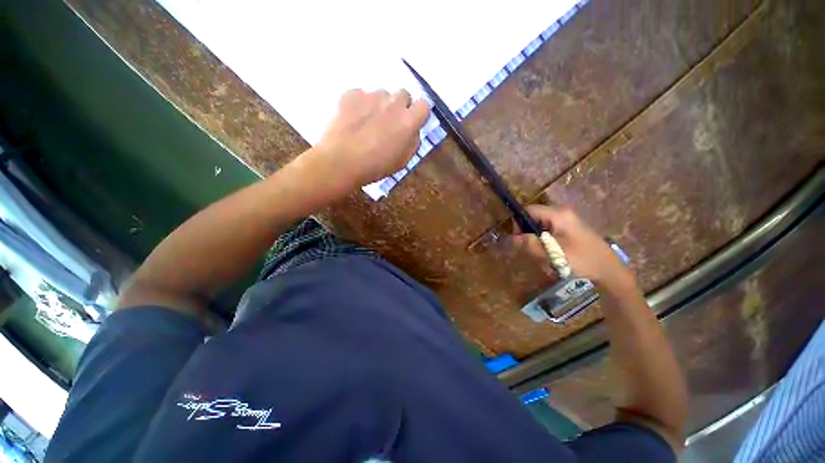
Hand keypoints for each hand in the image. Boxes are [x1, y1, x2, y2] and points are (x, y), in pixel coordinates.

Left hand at [310, 89, 429, 188]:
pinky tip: (353, 120)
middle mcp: (393, 103)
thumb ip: (412, 142)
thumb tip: (412, 131)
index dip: (418, 114)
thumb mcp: (402, 161)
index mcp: (408, 121)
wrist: (341, 162)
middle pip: (403, 94)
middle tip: (390, 123)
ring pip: (382, 95)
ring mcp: (371, 96)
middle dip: (400, 107)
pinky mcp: (351, 94)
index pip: (424, 105)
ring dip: (380, 105)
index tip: (412, 122)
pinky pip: (361, 95)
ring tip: (368, 124)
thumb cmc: (376, 167)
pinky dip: (360, 105)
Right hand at [512, 205, 634, 288]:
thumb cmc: (581, 260)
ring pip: (540, 226)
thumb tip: (510, 238)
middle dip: (528, 234)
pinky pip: (549, 232)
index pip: (528, 210)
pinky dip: (545, 242)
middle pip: (533, 218)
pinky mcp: (570, 229)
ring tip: (544, 255)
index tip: (518, 239)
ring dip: (537, 240)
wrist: (610, 270)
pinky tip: (552, 255)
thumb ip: (529, 244)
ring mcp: (567, 221)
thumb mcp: (551, 253)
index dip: (518, 223)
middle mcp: (561, 213)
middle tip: (531, 250)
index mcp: (557, 214)